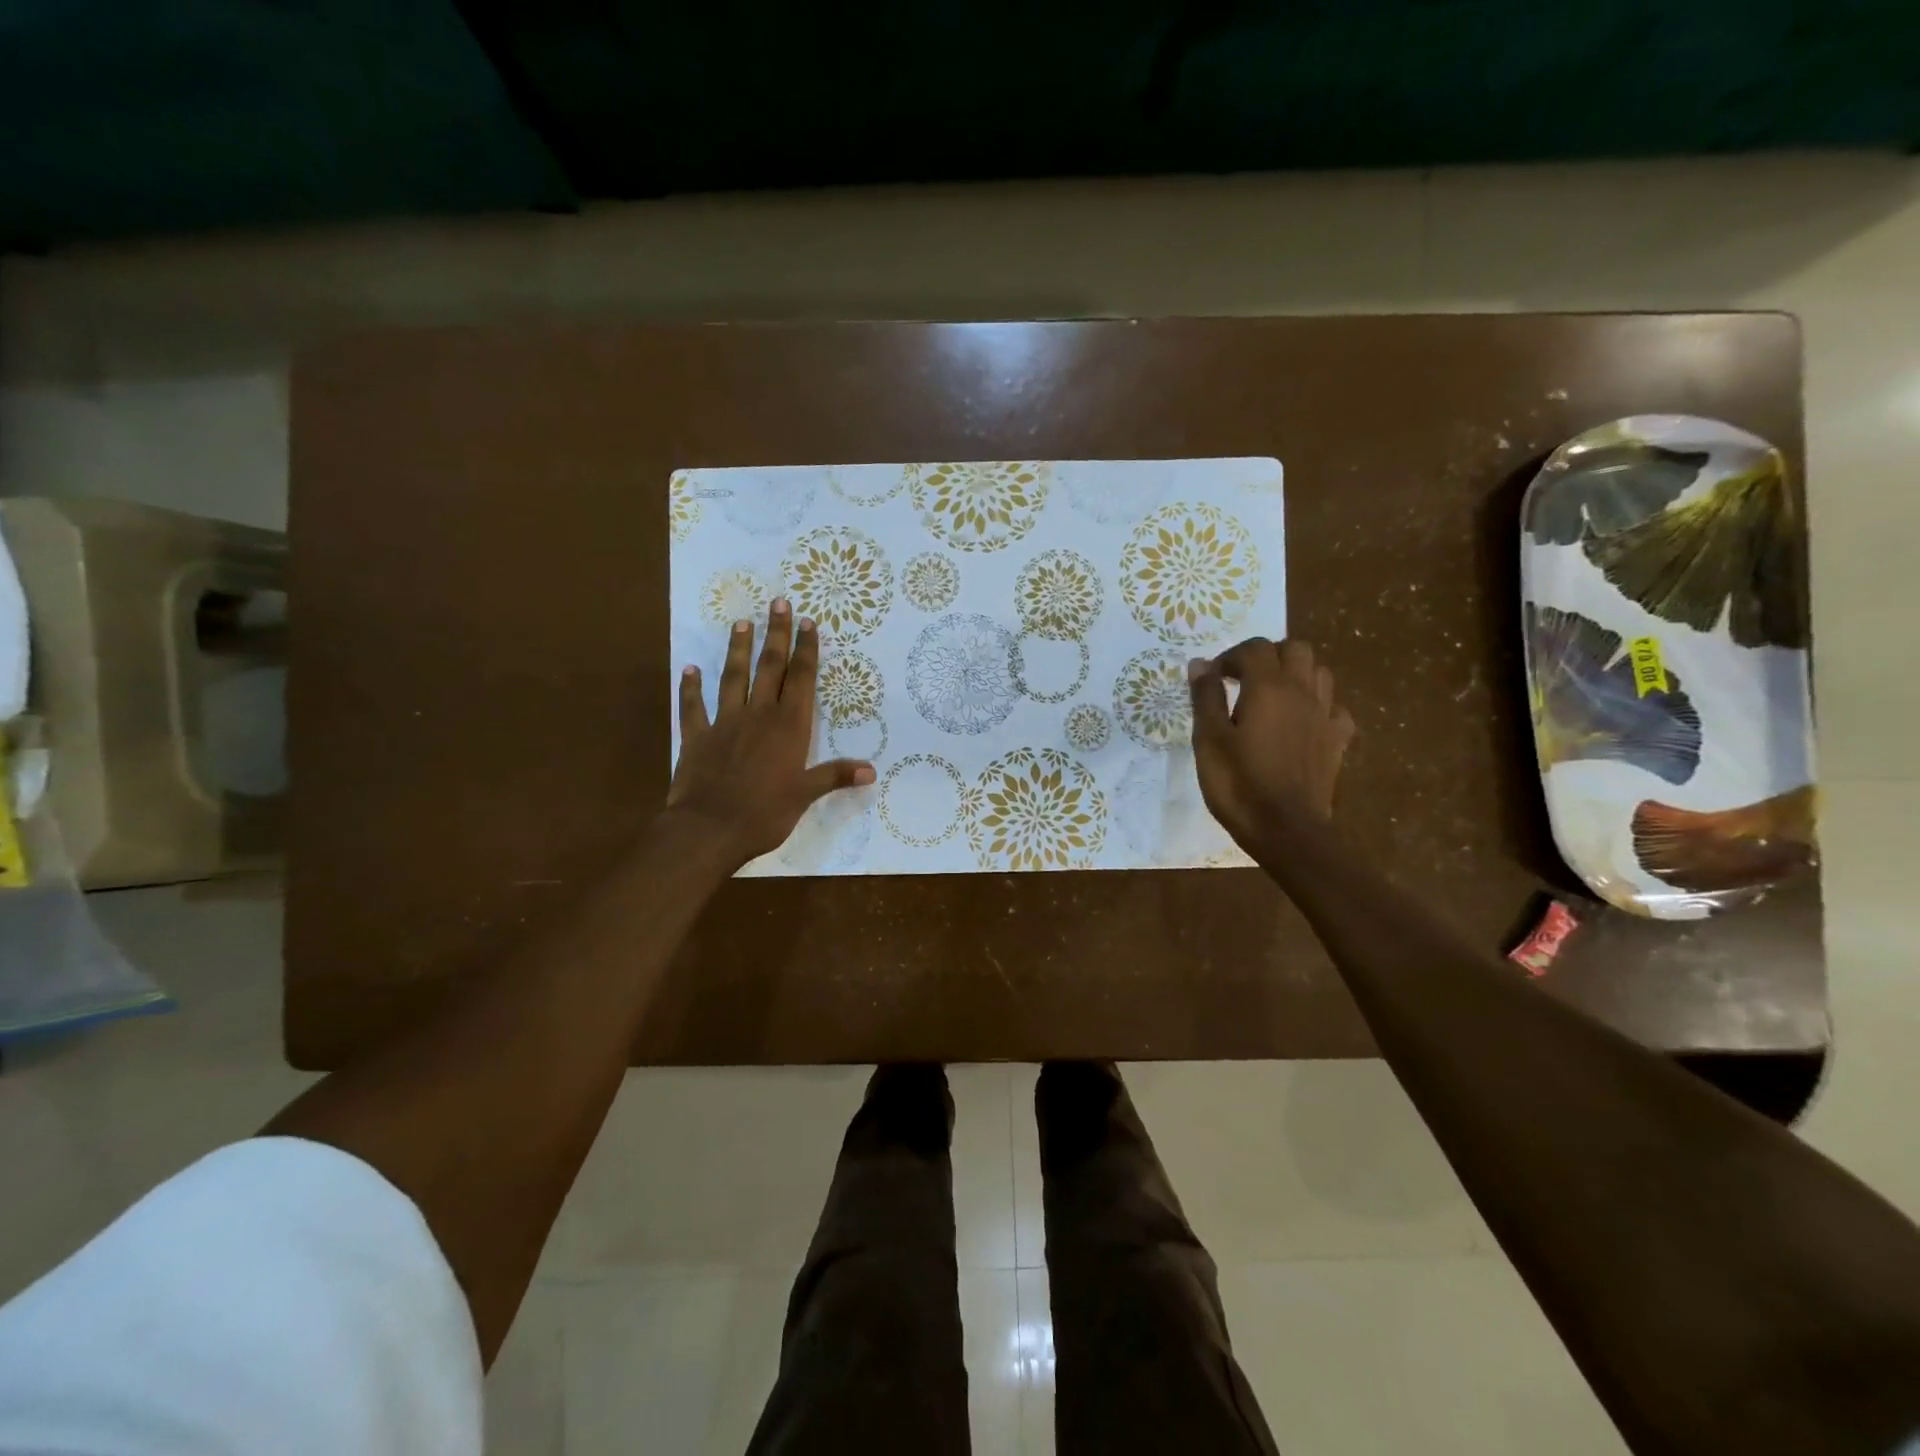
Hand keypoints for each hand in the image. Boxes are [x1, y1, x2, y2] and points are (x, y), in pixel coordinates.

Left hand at [667, 601, 874, 867]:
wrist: (709, 829)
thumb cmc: (765, 814)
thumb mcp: (805, 796)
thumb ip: (835, 776)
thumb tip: (872, 770)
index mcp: (789, 727)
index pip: (802, 679)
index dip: (806, 650)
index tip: (807, 622)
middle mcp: (758, 715)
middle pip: (770, 667)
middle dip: (776, 635)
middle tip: (778, 603)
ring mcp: (724, 723)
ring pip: (733, 678)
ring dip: (738, 650)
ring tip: (741, 622)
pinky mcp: (697, 737)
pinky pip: (693, 707)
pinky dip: (690, 688)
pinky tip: (689, 669)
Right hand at [1188, 638, 1355, 854]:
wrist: (1286, 829)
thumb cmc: (1238, 783)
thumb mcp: (1209, 740)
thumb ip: (1206, 697)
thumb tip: (1200, 663)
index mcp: (1268, 687)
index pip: (1254, 648)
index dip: (1230, 657)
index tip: (1213, 679)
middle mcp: (1302, 692)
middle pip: (1295, 649)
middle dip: (1268, 655)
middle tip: (1244, 679)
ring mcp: (1325, 716)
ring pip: (1320, 673)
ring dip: (1296, 674)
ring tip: (1272, 696)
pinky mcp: (1337, 741)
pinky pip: (1335, 708)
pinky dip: (1318, 706)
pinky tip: (1302, 723)